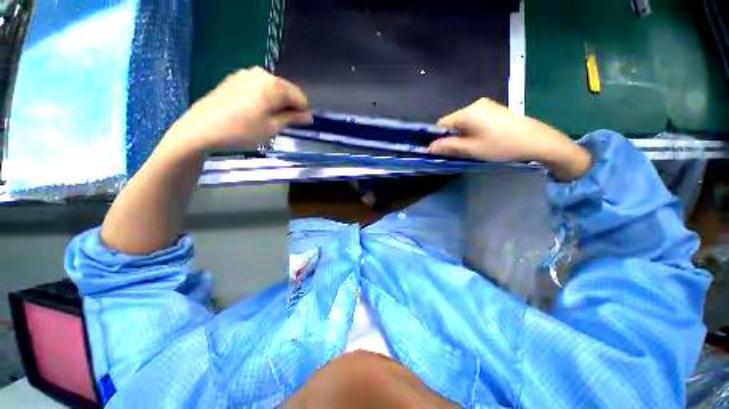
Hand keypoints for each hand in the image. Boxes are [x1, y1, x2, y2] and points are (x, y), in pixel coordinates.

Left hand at [169, 67, 311, 151]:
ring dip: (277, 104)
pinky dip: (264, 99)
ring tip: (269, 120)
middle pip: (287, 91)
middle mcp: (262, 74)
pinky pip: (259, 88)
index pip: (300, 97)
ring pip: (273, 89)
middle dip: (290, 107)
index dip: (303, 112)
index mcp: (274, 85)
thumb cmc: (242, 131)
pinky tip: (255, 112)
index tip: (299, 126)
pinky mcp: (235, 78)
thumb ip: (293, 119)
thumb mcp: (272, 128)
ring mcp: (246, 74)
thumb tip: (308, 116)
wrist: (201, 129)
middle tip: (283, 125)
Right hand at [429, 98, 591, 180]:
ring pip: (464, 122)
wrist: (536, 140)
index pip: (442, 123)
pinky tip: (484, 139)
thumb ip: (448, 146)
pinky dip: (473, 130)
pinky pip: (475, 120)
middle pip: (453, 122)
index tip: (445, 149)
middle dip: (452, 136)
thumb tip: (429, 147)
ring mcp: (486, 105)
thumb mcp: (471, 149)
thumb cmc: (500, 145)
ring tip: (474, 146)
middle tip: (461, 151)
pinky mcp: (495, 109)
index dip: (440, 137)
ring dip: (463, 134)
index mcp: (467, 112)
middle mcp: (474, 105)